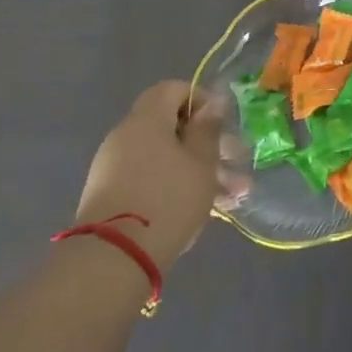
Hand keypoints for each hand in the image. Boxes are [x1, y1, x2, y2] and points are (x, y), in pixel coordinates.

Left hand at [75, 82, 238, 266]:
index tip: (223, 122)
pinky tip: (211, 209)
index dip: (201, 99)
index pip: (172, 90)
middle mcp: (126, 139)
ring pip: (167, 158)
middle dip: (210, 144)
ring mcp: (115, 170)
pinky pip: (153, 180)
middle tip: (238, 161)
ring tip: (235, 196)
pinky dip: (179, 186)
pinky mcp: (113, 199)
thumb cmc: (167, 199)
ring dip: (202, 171)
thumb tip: (213, 103)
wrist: (113, 261)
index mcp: (145, 121)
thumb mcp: (201, 162)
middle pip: (172, 128)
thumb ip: (208, 129)